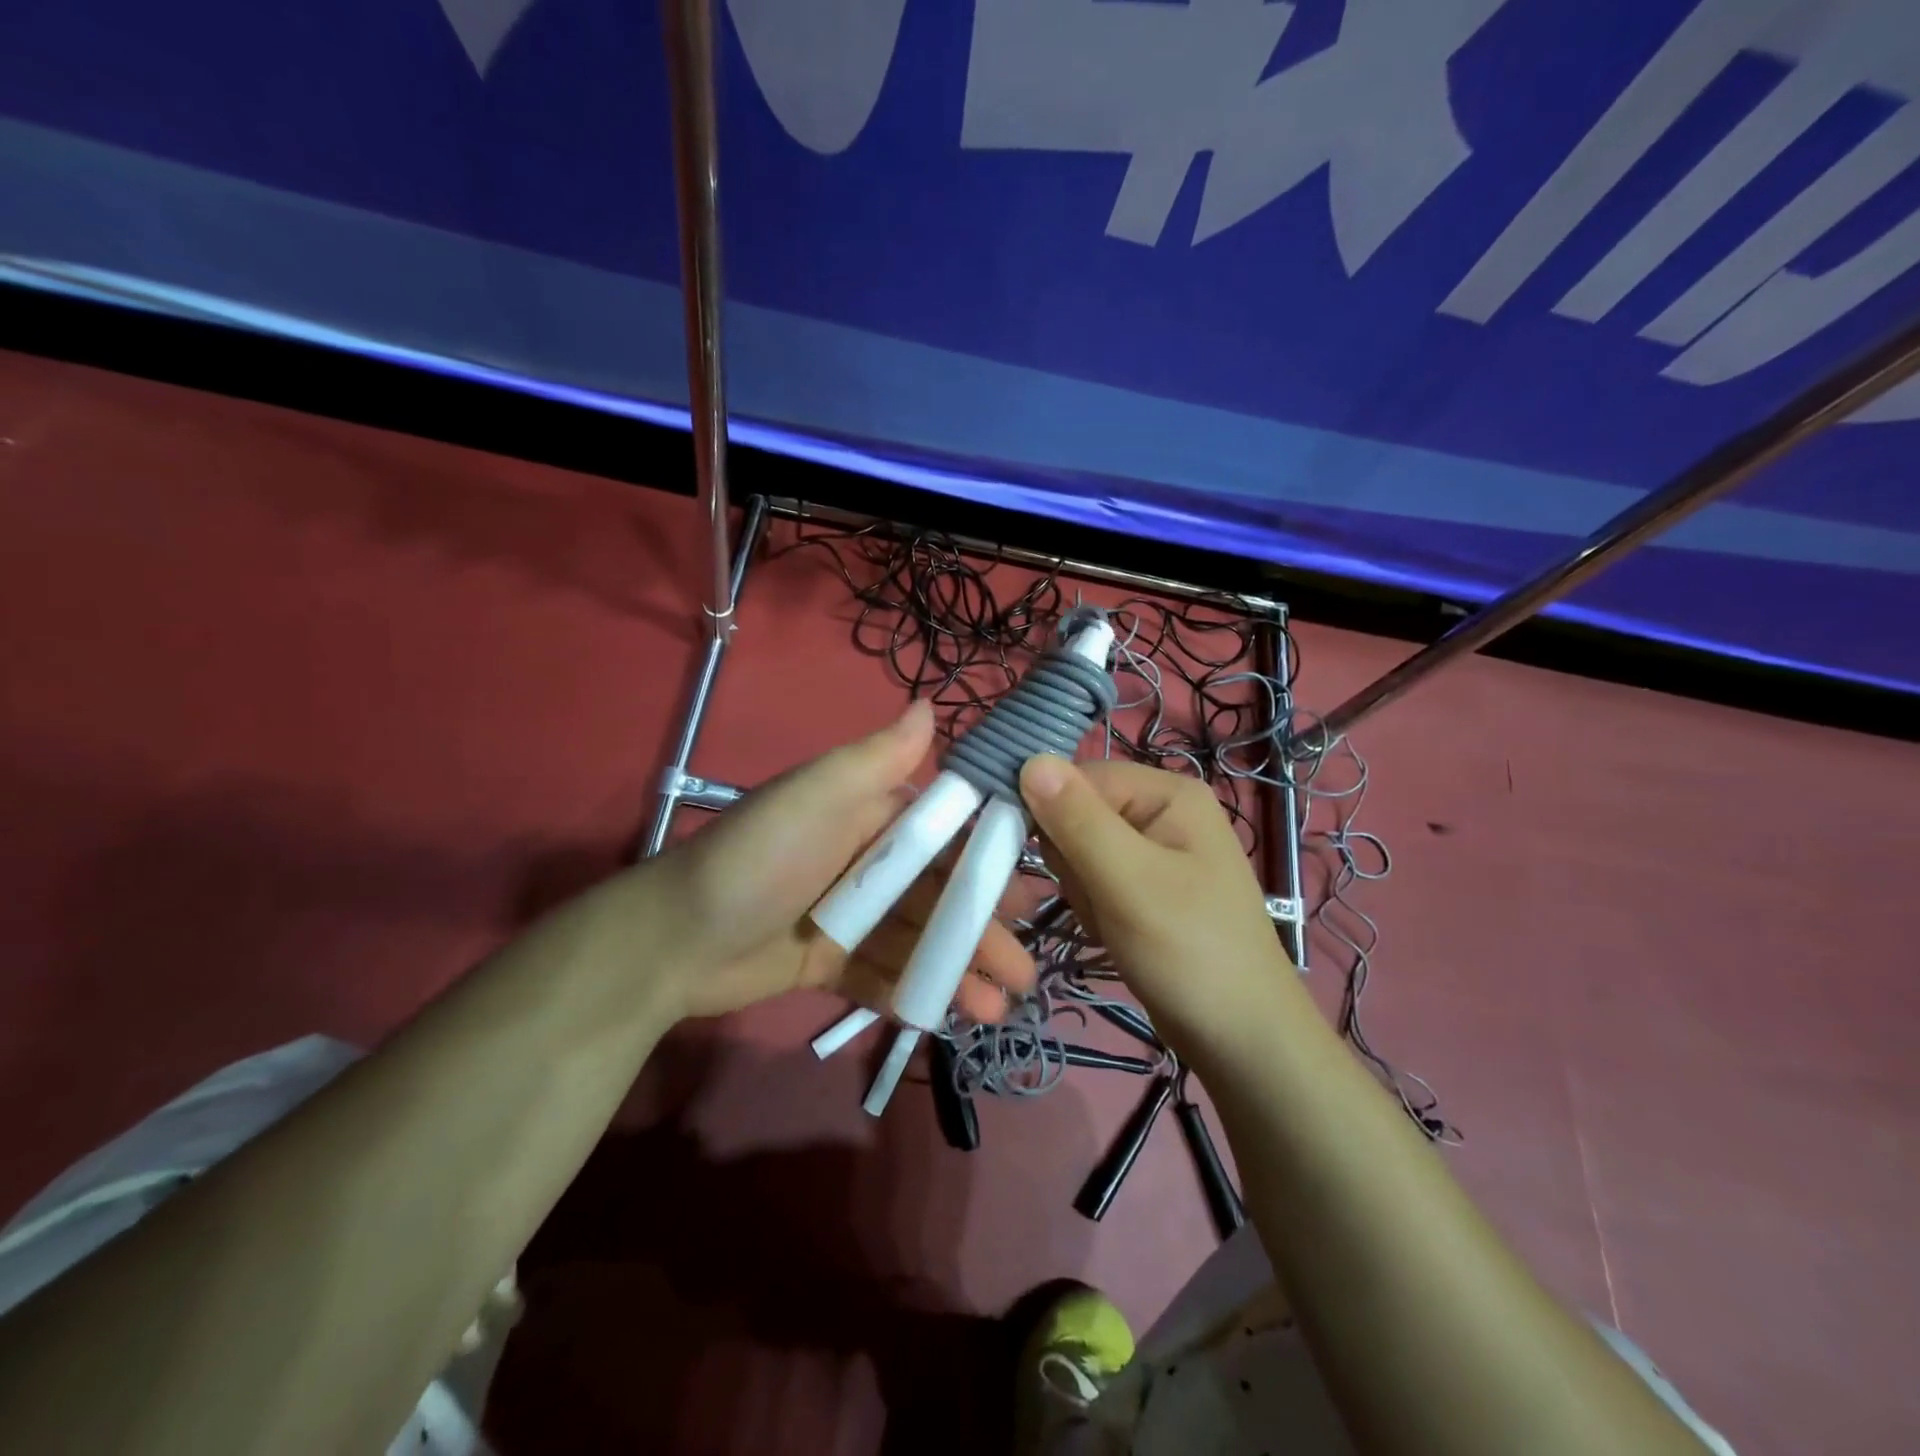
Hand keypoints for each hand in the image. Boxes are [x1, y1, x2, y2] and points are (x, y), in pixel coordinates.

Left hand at [634, 701, 1036, 1020]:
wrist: (673, 940)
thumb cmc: (759, 859)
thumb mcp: (817, 797)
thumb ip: (877, 757)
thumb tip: (931, 702)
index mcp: (871, 816)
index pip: (945, 836)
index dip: (990, 863)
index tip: (1030, 893)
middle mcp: (867, 862)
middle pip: (939, 895)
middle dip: (983, 930)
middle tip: (1024, 969)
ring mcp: (851, 916)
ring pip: (920, 941)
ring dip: (960, 970)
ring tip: (999, 1007)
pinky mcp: (832, 961)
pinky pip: (886, 975)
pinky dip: (918, 992)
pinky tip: (953, 1015)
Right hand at [1019, 755, 1295, 1055]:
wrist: (1241, 1037)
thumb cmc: (1190, 952)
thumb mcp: (1129, 881)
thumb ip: (1077, 820)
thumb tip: (1030, 759)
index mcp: (1166, 792)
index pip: (1077, 778)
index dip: (1051, 815)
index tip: (1053, 863)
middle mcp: (1160, 810)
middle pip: (1075, 814)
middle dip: (1072, 863)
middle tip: (1101, 899)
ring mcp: (1154, 849)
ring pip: (1077, 851)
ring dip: (1082, 890)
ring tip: (1114, 921)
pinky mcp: (1145, 884)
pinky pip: (1093, 879)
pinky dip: (1093, 907)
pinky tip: (1116, 931)